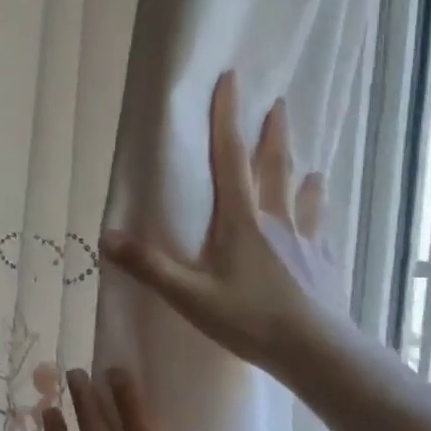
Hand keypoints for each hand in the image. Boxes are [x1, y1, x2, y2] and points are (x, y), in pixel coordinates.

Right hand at [100, 70, 345, 383]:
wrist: (314, 350)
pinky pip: (320, 232)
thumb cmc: (249, 319)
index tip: (231, 80)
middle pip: (275, 167)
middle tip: (279, 105)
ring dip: (303, 174)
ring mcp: (305, 241)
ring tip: (310, 164)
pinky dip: (319, 219)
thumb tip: (106, 236)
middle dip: (274, 134)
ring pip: (304, 197)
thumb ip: (149, 266)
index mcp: (242, 220)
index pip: (231, 157)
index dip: (227, 118)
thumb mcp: (189, 296)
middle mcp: (276, 220)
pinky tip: (323, 225)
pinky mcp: (323, 264)